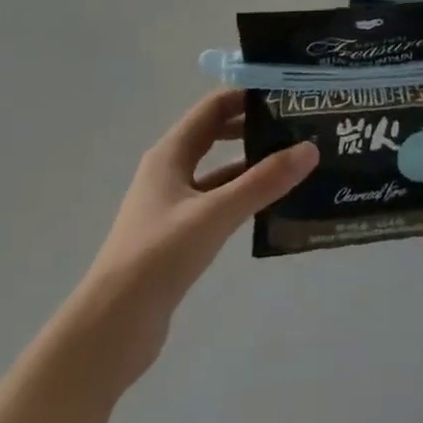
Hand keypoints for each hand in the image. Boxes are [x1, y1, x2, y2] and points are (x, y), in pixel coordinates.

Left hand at [61, 88, 316, 391]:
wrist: (111, 329)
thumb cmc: (158, 256)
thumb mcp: (216, 213)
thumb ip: (264, 181)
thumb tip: (310, 148)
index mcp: (170, 154)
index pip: (213, 107)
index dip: (247, 95)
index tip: (288, 93)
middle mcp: (170, 172)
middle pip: (217, 134)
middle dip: (254, 126)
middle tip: (299, 125)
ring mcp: (174, 204)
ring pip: (220, 171)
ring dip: (253, 163)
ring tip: (296, 161)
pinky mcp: (180, 234)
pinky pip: (219, 201)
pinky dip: (245, 196)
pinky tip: (274, 204)